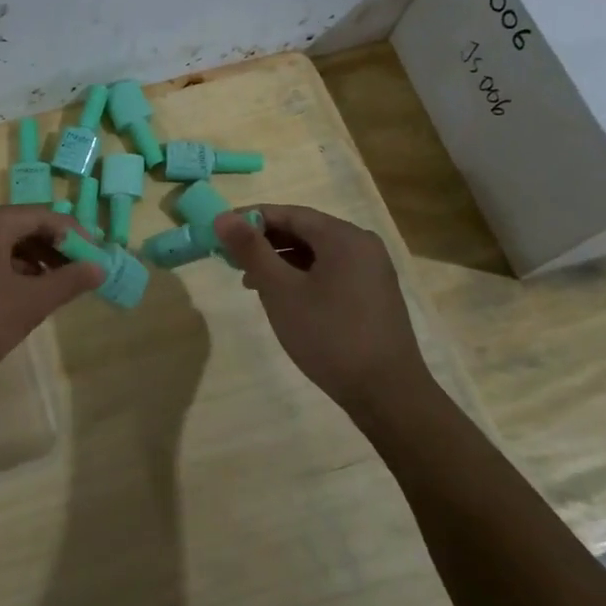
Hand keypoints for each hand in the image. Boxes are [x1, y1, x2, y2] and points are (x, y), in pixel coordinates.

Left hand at [0, 206, 103, 391]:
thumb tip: (100, 267)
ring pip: (5, 245)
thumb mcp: (28, 303)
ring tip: (58, 288)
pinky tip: (25, 297)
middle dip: (56, 248)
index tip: (98, 258)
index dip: (75, 234)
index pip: (42, 215)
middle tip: (82, 274)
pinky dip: (12, 272)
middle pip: (23, 226)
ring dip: (35, 262)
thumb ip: (67, 282)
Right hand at [214, 204, 430, 413]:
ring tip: (249, 280)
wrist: (386, 393)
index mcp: (343, 237)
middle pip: (304, 230)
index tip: (218, 232)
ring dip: (280, 260)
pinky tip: (281, 296)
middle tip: (229, 258)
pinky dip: (301, 276)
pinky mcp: (372, 294)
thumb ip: (251, 250)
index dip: (250, 219)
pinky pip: (329, 271)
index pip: (288, 213)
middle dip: (264, 241)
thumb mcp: (281, 291)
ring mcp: (371, 270)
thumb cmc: (329, 336)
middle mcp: (362, 245)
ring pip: (316, 253)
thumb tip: (222, 217)